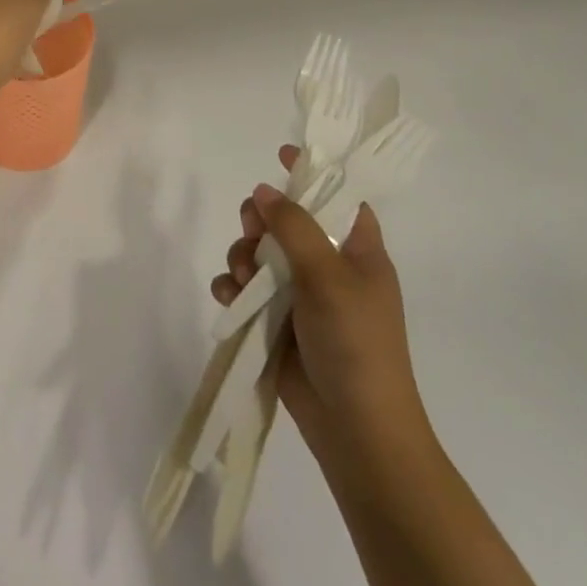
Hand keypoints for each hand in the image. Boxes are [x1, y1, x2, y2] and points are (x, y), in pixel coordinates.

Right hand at [211, 145, 432, 466]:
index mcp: (358, 252)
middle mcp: (329, 268)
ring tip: (240, 278)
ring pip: (259, 254)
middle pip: (286, 222)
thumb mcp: (329, 277)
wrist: (355, 430)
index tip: (280, 154)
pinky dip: (232, 288)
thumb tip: (264, 190)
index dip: (313, 174)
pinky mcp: (275, 323)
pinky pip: (244, 290)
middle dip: (260, 222)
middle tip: (251, 228)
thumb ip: (294, 228)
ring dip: (242, 257)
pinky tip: (228, 297)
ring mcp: (301, 297)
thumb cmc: (356, 344)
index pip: (338, 197)